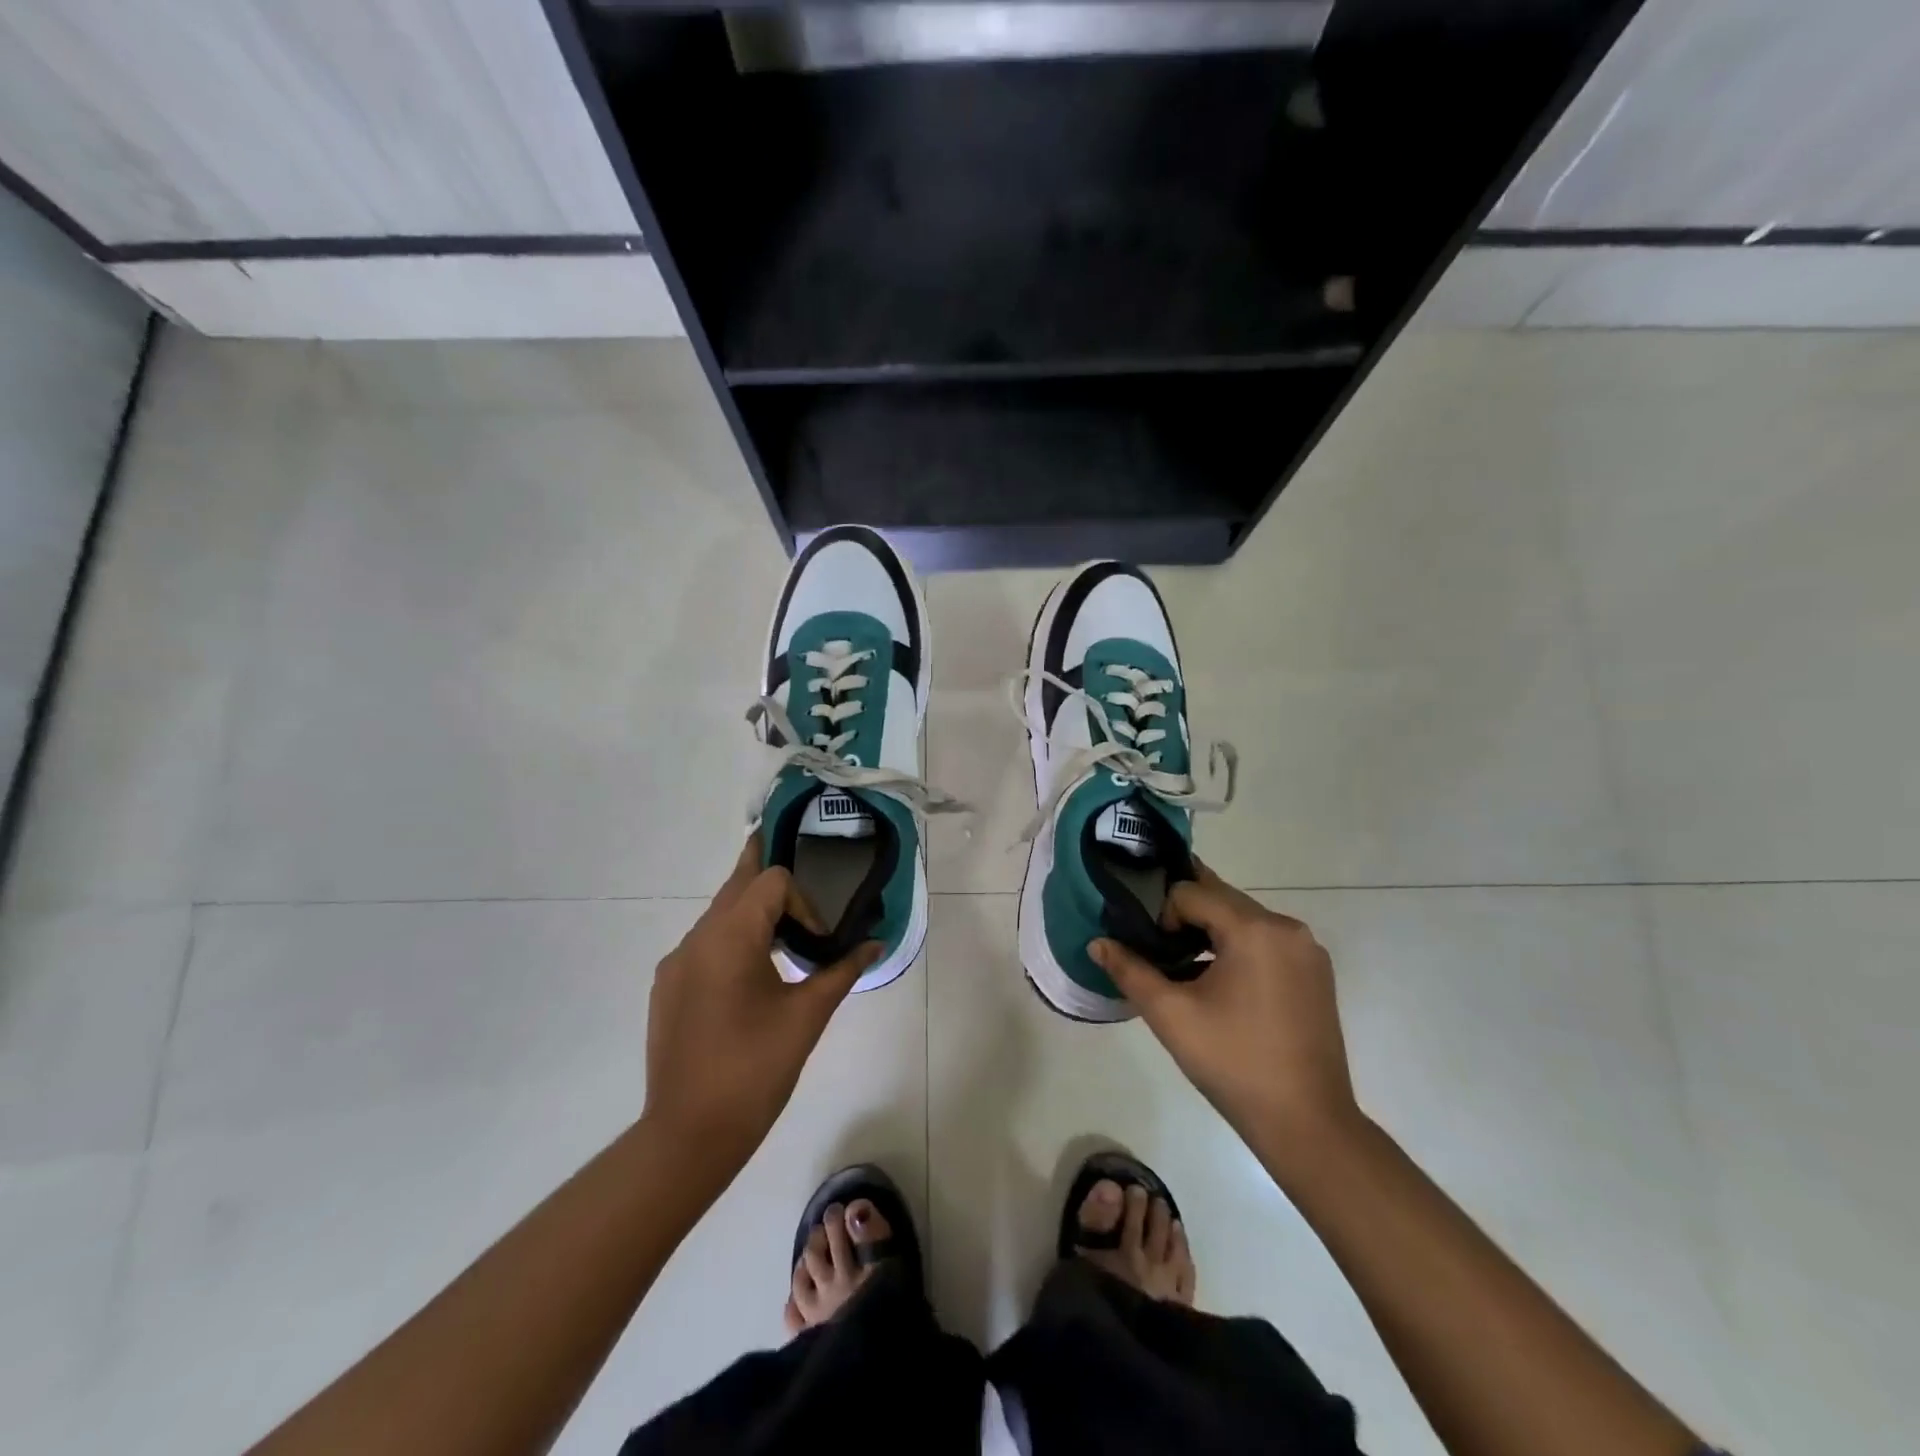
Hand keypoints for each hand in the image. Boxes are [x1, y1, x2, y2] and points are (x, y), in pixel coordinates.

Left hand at [643, 839, 880, 1170]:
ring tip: (783, 933)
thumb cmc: (755, 1070)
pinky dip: (732, 940)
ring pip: (719, 915)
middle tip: (794, 857)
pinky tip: (750, 977)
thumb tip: (874, 945)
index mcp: (729, 937)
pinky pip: (704, 944)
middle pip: (737, 885)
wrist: (688, 1135)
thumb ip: (841, 971)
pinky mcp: (668, 987)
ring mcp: (676, 963)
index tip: (818, 943)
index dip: (803, 902)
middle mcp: (696, 938)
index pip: (770, 882)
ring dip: (751, 912)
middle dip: (767, 873)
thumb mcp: (807, 1016)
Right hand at [1091, 864, 1360, 1170]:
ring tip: (1187, 970)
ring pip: (1243, 919)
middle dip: (1185, 917)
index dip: (1162, 916)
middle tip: (1161, 952)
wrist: (1306, 1124)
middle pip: (1220, 898)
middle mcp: (1286, 927)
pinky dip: (1238, 948)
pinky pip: (1266, 941)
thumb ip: (1130, 970)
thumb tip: (1097, 944)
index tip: (1154, 955)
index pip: (1190, 892)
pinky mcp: (1316, 972)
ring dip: (1211, 932)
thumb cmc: (1233, 1063)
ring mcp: (1307, 950)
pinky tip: (1222, 986)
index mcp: (1254, 929)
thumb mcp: (1171, 1015)